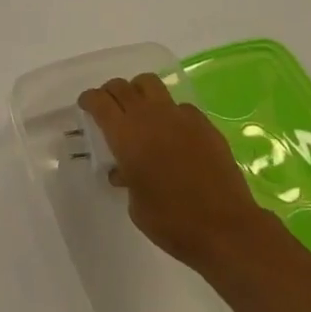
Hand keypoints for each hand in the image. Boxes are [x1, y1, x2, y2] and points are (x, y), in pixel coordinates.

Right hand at [79, 73, 275, 276]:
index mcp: (125, 135)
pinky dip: (169, 112)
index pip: (100, 101)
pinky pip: (179, 106)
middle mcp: (149, 116)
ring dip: (138, 91)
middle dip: (110, 92)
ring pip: (150, 83)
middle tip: (108, 105)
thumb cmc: (171, 221)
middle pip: (122, 86)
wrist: (225, 228)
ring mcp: (179, 116)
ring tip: (139, 109)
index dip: (89, 99)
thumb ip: (126, 177)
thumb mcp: (135, 204)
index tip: (86, 105)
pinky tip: (174, 133)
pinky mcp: (204, 123)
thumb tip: (124, 170)